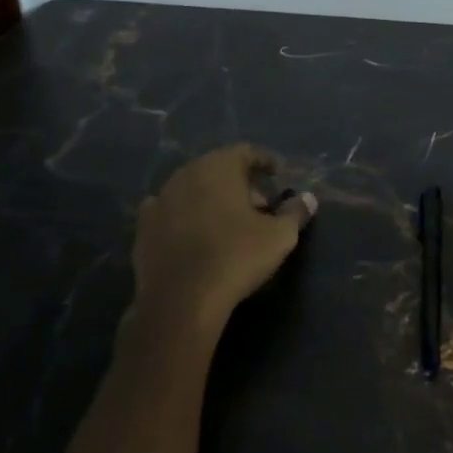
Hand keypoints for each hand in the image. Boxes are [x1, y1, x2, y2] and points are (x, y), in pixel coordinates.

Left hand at [127, 145, 317, 356]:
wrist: (180, 300)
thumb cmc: (236, 257)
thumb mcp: (279, 236)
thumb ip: (296, 212)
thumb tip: (308, 199)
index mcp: (218, 167)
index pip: (246, 152)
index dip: (265, 161)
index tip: (278, 174)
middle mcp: (186, 174)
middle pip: (219, 169)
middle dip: (241, 184)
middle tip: (260, 206)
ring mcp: (160, 200)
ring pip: (193, 189)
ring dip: (213, 199)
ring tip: (231, 223)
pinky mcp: (144, 228)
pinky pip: (171, 212)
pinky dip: (186, 217)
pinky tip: (195, 234)